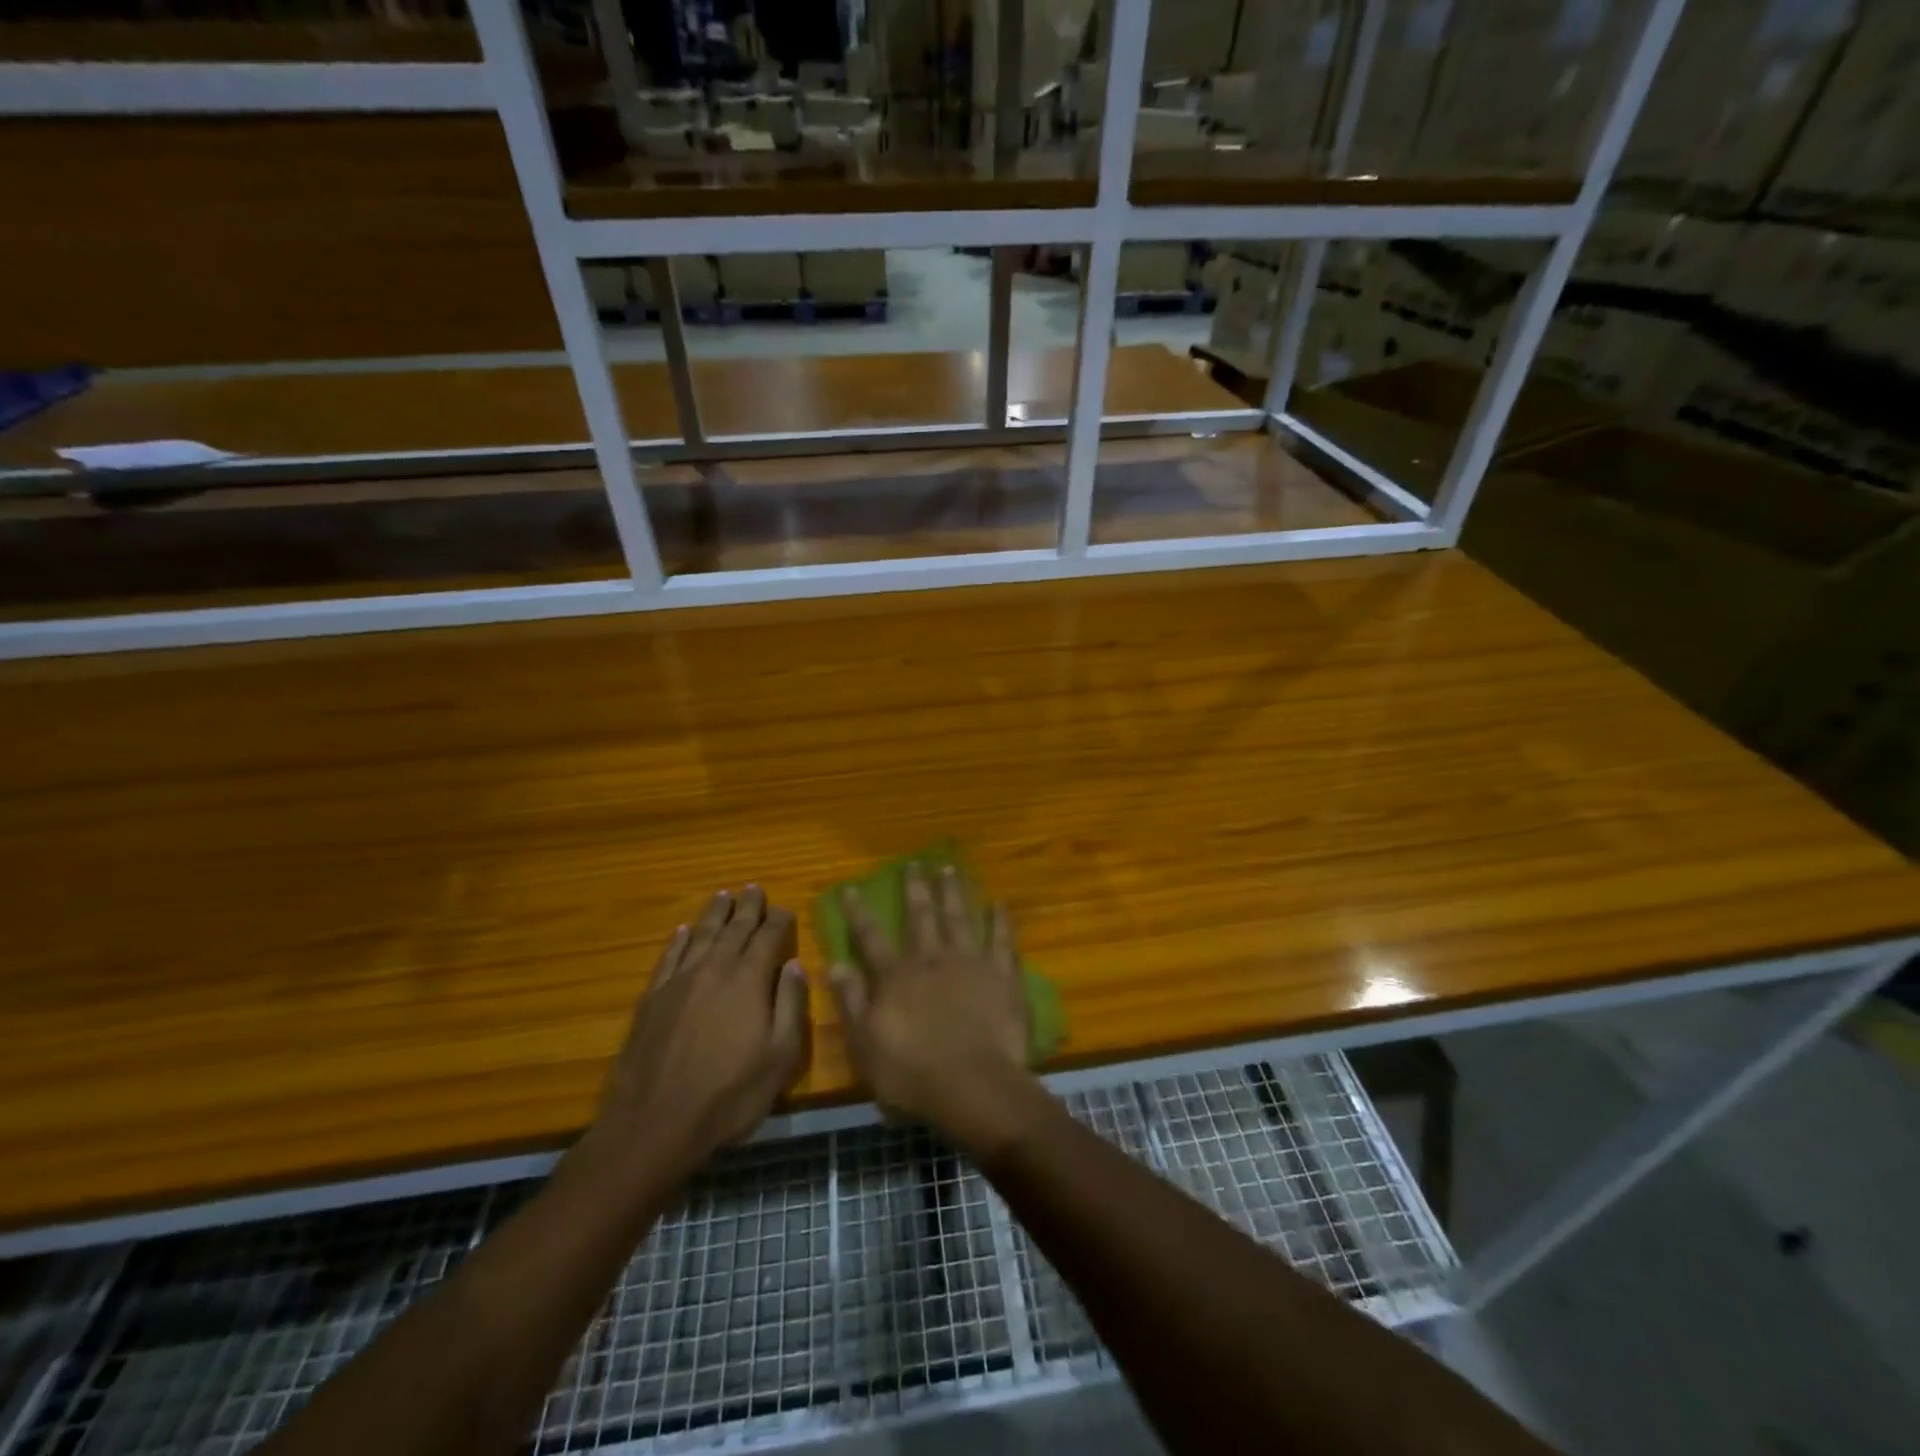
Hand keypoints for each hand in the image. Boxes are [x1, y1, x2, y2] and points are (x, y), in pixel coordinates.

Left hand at [592, 887, 809, 1178]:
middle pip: (734, 928)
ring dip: (714, 914)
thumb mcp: (780, 1057)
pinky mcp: (652, 999)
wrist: (655, 1123)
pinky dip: (677, 941)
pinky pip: (668, 958)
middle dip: (748, 907)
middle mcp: (714, 969)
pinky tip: (681, 931)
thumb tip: (796, 965)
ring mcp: (679, 982)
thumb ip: (791, 1006)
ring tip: (723, 896)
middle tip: (754, 889)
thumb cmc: (729, 1094)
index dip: (779, 920)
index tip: (786, 909)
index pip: (767, 937)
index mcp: (748, 980)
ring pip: (700, 935)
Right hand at [828, 864, 1034, 1154]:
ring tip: (949, 868)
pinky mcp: (1001, 974)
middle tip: (914, 863)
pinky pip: (1001, 939)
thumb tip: (834, 964)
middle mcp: (931, 959)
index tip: (851, 888)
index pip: (871, 937)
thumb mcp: (866, 1045)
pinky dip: (1000, 920)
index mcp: (896, 976)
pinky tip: (1000, 903)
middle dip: (915, 889)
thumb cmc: (912, 1074)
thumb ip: (851, 1002)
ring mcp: (969, 962)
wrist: (973, 1085)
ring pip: (959, 917)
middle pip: (921, 916)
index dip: (859, 912)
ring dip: (953, 892)